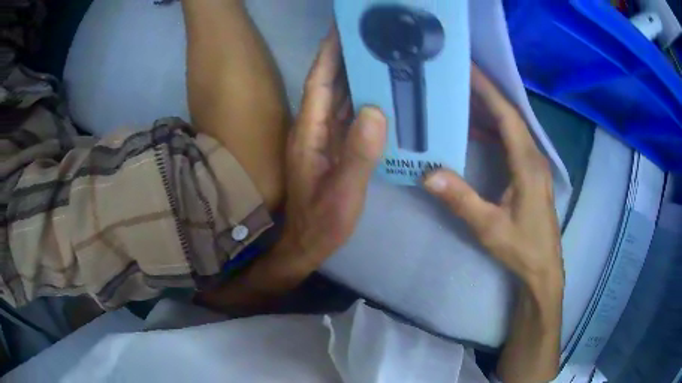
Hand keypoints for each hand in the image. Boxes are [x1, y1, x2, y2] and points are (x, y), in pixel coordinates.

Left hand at [280, 27, 386, 268]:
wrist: (308, 243)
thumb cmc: (322, 221)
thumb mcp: (343, 192)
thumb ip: (358, 154)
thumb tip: (375, 111)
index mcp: (310, 133)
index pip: (319, 83)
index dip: (328, 54)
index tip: (341, 29)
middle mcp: (313, 129)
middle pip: (328, 84)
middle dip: (342, 56)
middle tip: (365, 34)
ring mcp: (323, 138)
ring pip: (338, 97)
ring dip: (352, 74)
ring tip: (374, 53)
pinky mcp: (333, 147)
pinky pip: (347, 115)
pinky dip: (359, 99)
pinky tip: (376, 92)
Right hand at [424, 64, 562, 284]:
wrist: (543, 269)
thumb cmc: (522, 249)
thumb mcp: (489, 228)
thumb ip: (461, 200)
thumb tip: (428, 173)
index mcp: (527, 165)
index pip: (508, 116)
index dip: (489, 90)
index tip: (468, 68)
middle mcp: (533, 158)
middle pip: (510, 115)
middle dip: (486, 92)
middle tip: (458, 75)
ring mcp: (533, 165)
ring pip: (511, 127)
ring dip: (489, 109)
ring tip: (462, 95)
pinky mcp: (530, 174)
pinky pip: (511, 142)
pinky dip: (493, 129)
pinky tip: (476, 130)